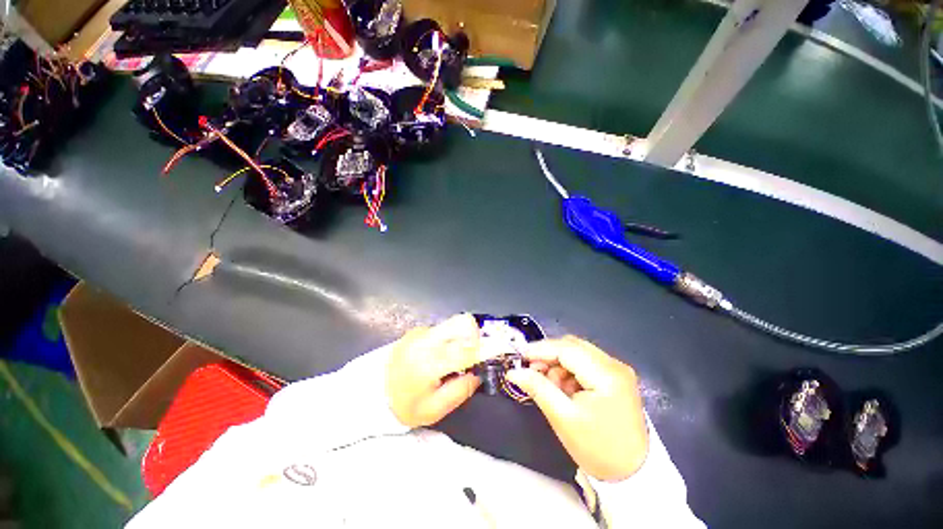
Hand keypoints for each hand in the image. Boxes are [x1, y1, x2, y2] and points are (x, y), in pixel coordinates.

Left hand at [386, 314, 481, 427]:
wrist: (371, 391)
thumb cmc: (403, 405)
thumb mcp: (433, 410)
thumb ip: (460, 391)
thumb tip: (478, 374)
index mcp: (429, 362)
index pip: (466, 347)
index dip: (484, 349)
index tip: (492, 354)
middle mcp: (426, 340)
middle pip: (462, 322)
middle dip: (475, 335)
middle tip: (473, 354)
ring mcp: (421, 332)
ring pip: (454, 324)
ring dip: (461, 338)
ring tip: (453, 359)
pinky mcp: (418, 330)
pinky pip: (442, 329)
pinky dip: (448, 339)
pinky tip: (438, 356)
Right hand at [506, 336, 648, 481]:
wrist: (633, 475)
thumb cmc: (598, 449)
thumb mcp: (563, 418)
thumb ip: (538, 388)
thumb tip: (514, 372)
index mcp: (607, 375)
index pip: (567, 349)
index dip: (540, 349)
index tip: (520, 357)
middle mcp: (614, 365)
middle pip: (573, 346)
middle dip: (549, 355)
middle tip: (532, 370)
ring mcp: (617, 369)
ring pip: (577, 352)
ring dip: (558, 363)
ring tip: (550, 385)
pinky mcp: (615, 376)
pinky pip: (585, 362)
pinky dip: (569, 370)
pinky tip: (564, 388)